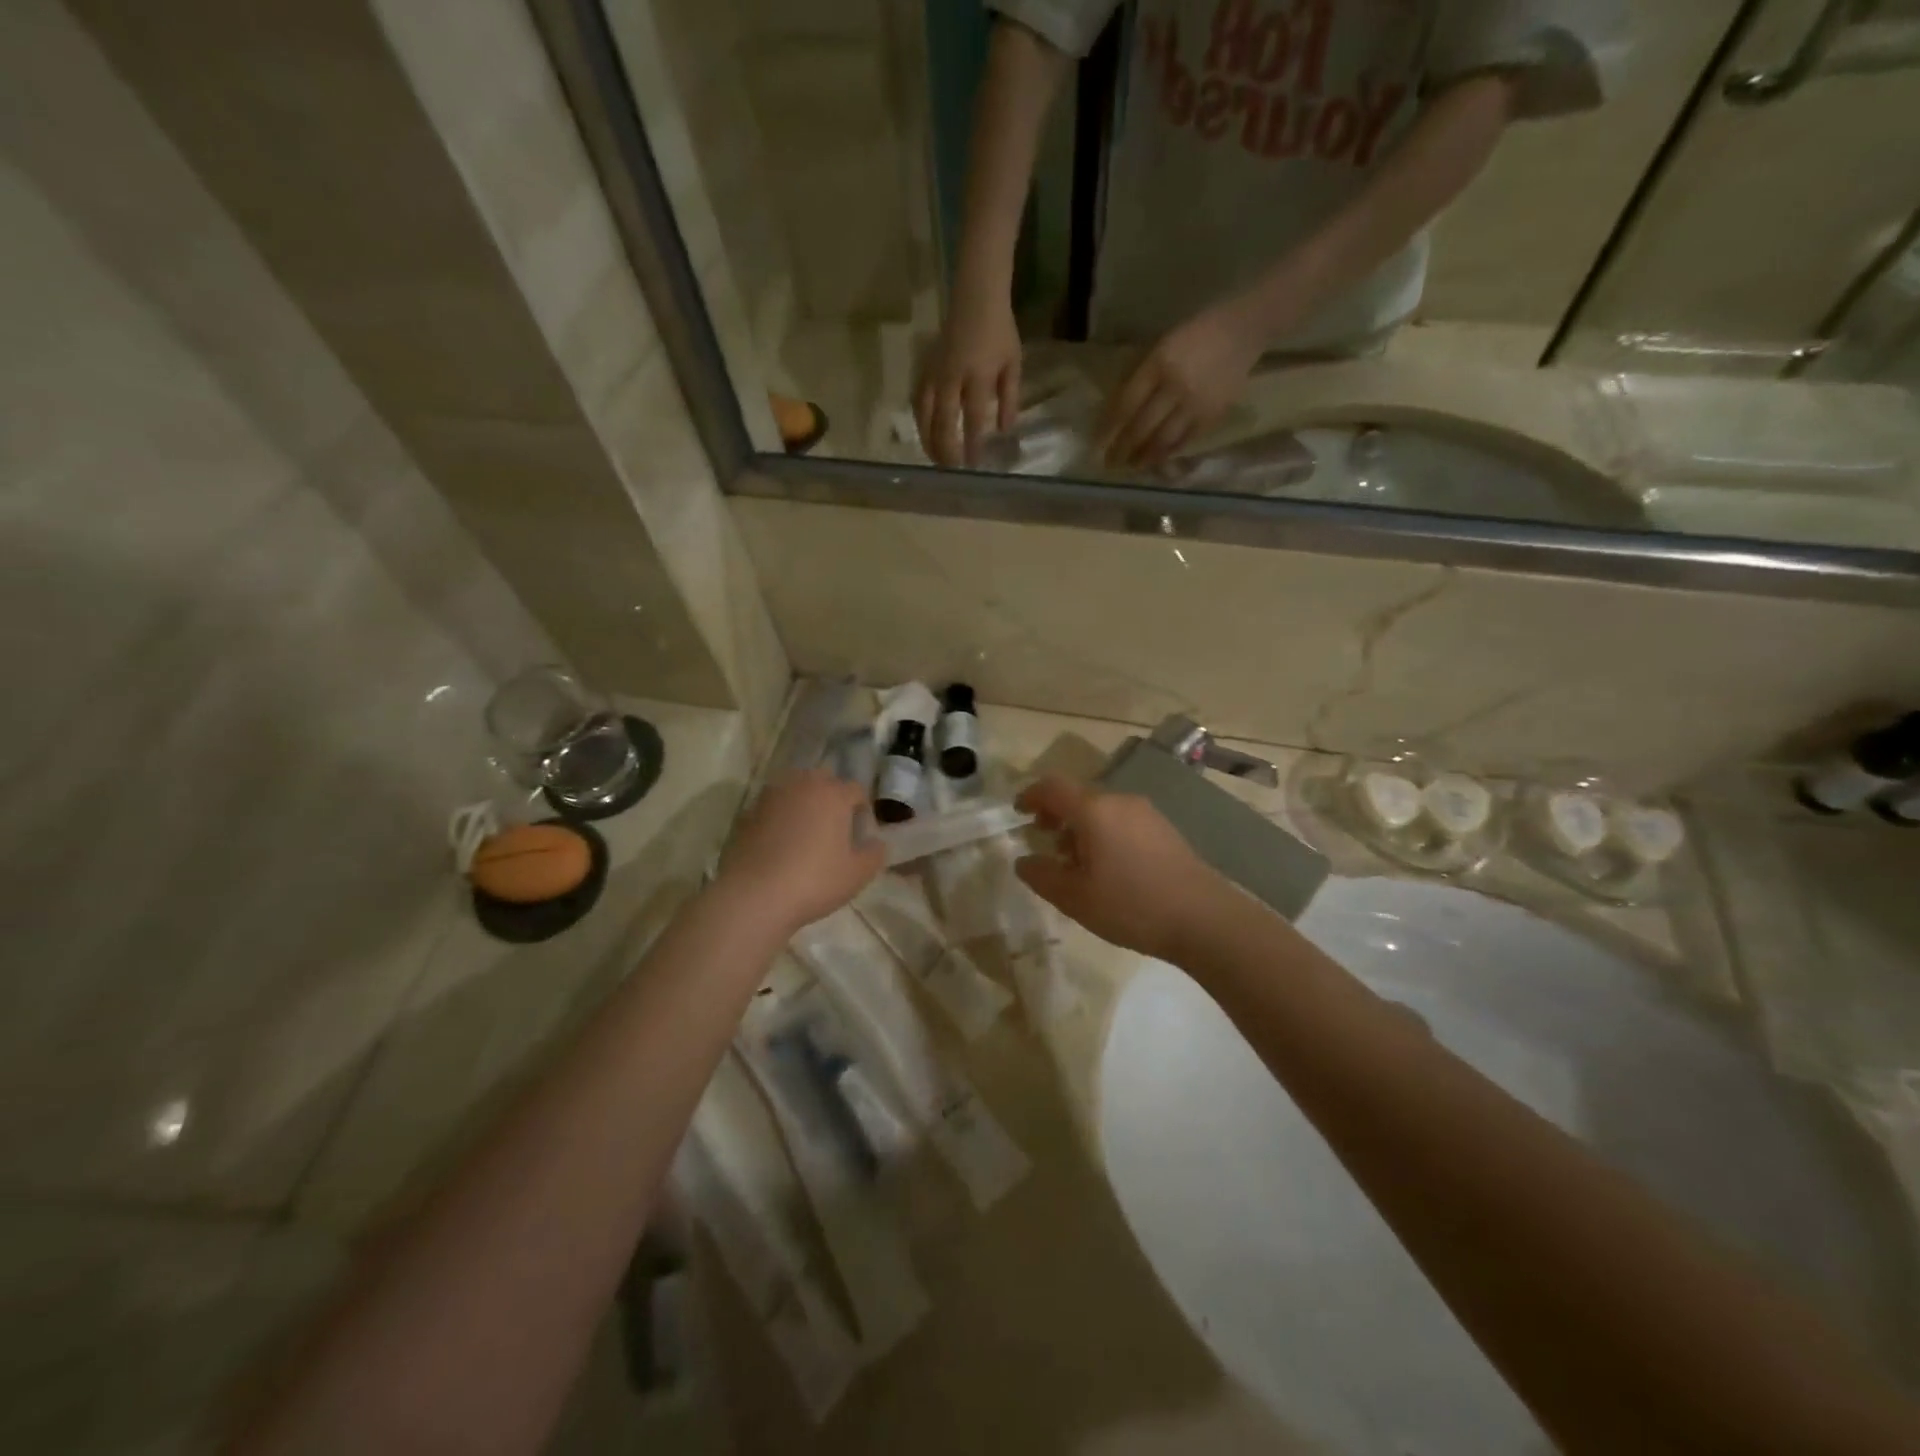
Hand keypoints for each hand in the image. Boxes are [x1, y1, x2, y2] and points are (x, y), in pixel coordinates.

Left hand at [717, 771, 885, 936]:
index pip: (856, 790)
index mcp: (833, 794)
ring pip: (794, 789)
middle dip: (831, 797)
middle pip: (823, 780)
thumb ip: (875, 854)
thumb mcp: (858, 874)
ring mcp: (770, 796)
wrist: (754, 896)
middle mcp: (802, 785)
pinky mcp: (747, 813)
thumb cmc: (814, 881)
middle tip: (834, 827)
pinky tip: (779, 844)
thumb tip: (876, 842)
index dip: (863, 809)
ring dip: (803, 803)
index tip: (861, 833)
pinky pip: (771, 807)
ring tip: (805, 832)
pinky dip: (779, 818)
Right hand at [915, 294, 1021, 466]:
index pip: (973, 418)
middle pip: (943, 421)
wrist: (976, 298)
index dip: (972, 444)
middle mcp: (952, 376)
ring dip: (928, 439)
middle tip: (952, 469)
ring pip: (924, 413)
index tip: (974, 465)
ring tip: (934, 459)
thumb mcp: (1012, 365)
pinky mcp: (924, 369)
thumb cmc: (1000, 332)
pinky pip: (917, 400)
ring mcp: (935, 373)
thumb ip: (1010, 399)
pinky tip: (924, 435)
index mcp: (978, 375)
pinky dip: (919, 421)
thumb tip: (1004, 431)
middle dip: (946, 448)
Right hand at [1013, 776, 1230, 961]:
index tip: (1018, 812)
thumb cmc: (1131, 905)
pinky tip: (1107, 868)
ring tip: (1075, 863)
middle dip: (1056, 814)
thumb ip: (1042, 876)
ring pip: (1101, 809)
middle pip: (1078, 796)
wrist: (1204, 919)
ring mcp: (1146, 813)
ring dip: (1080, 827)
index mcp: (1094, 810)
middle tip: (1044, 840)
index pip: (1053, 787)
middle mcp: (1120, 801)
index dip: (1031, 795)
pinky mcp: (1164, 829)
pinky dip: (1103, 833)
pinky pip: (1122, 820)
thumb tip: (1024, 861)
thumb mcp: (1075, 898)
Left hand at [1095, 303, 1265, 467]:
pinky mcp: (1214, 414)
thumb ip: (1140, 376)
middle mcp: (1176, 386)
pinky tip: (1158, 458)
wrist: (1244, 328)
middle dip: (1123, 449)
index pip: (1126, 404)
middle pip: (1142, 427)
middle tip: (1110, 463)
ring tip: (1132, 465)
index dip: (1109, 428)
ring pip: (1163, 440)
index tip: (1097, 444)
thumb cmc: (1196, 333)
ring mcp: (1197, 403)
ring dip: (1144, 457)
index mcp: (1159, 364)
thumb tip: (1117, 411)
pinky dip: (1169, 452)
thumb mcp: (1161, 345)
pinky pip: (1186, 440)